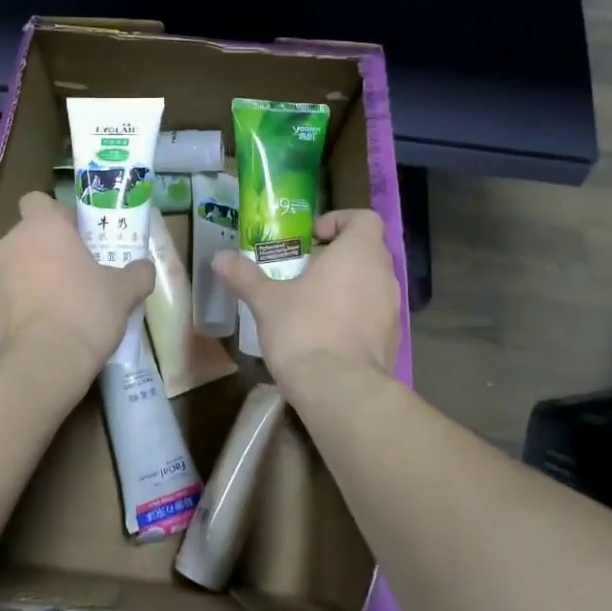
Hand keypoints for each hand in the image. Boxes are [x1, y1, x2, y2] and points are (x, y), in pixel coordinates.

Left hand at [0, 191, 154, 379]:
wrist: (42, 363)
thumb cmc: (85, 311)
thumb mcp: (124, 291)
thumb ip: (137, 273)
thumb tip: (144, 269)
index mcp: (42, 227)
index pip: (37, 200)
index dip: (57, 214)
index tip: (78, 234)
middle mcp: (11, 244)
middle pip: (28, 234)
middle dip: (49, 248)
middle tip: (78, 270)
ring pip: (17, 266)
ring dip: (35, 276)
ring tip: (62, 303)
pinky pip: (8, 296)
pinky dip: (23, 304)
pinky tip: (44, 327)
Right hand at [214, 209, 399, 387]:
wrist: (339, 391)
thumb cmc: (304, 330)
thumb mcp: (266, 301)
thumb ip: (245, 275)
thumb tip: (219, 257)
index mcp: (358, 253)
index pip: (364, 218)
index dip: (338, 221)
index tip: (311, 238)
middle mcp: (384, 275)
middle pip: (367, 251)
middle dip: (337, 256)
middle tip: (303, 270)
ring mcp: (392, 310)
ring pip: (371, 284)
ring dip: (347, 286)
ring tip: (310, 303)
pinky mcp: (392, 341)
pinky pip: (374, 315)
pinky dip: (354, 316)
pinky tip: (325, 334)